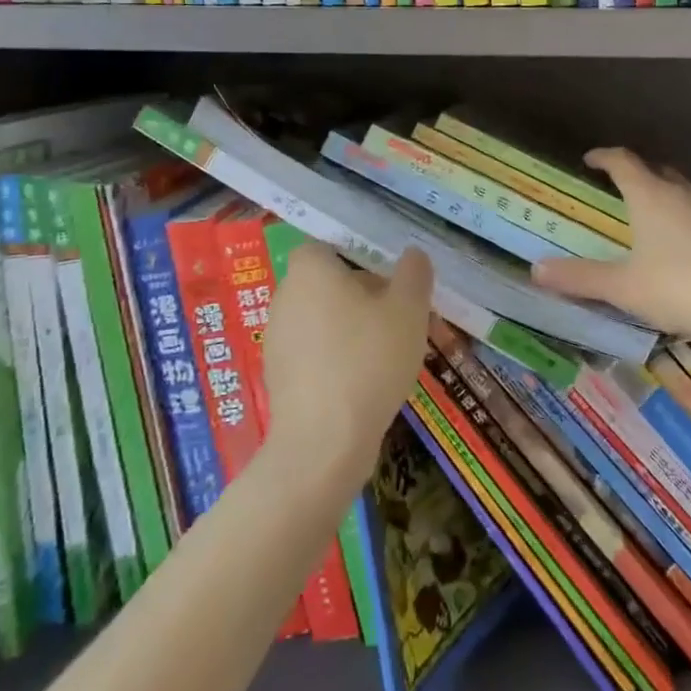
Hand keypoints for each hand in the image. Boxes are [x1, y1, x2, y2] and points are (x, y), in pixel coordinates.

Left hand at [261, 243, 431, 479]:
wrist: (323, 443)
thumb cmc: (368, 360)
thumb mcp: (408, 309)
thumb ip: (414, 274)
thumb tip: (413, 255)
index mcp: (310, 271)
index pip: (325, 247)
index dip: (357, 257)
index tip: (387, 278)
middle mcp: (285, 298)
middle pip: (327, 284)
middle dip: (363, 295)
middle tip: (400, 316)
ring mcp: (277, 340)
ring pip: (322, 321)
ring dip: (352, 329)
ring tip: (390, 353)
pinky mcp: (279, 378)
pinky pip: (314, 354)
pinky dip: (337, 359)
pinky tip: (366, 384)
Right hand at [532, 148, 690, 339]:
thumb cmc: (678, 289)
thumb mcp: (622, 288)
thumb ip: (579, 277)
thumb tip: (536, 270)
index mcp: (651, 196)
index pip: (622, 162)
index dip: (604, 157)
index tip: (592, 160)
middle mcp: (686, 190)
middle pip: (658, 173)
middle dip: (641, 179)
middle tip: (628, 198)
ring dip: (677, 201)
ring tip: (669, 225)